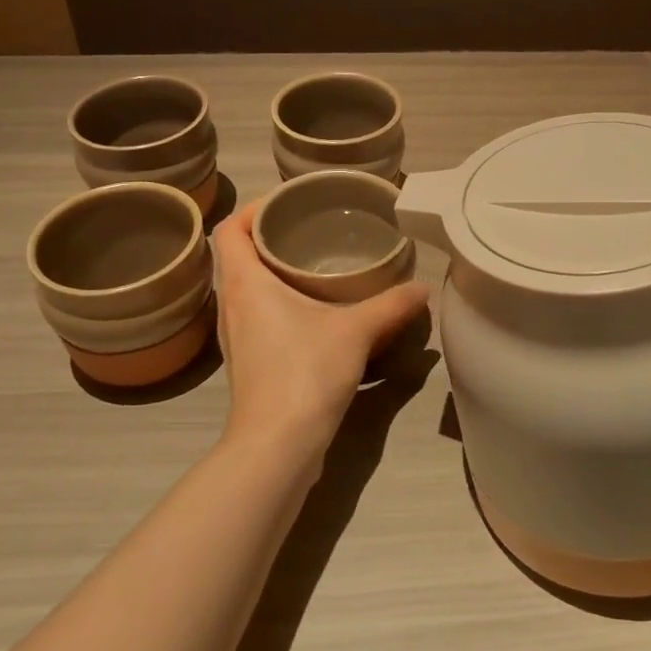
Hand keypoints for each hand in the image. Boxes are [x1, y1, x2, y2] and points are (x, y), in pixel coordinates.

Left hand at [211, 201, 429, 465]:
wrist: (277, 445)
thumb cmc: (305, 372)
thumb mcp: (357, 331)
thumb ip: (392, 305)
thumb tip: (423, 288)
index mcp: (245, 284)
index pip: (228, 229)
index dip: (251, 210)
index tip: (286, 204)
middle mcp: (231, 306)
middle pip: (235, 256)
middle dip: (267, 237)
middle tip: (308, 229)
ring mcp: (235, 337)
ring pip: (244, 288)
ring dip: (270, 271)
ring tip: (311, 264)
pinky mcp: (246, 362)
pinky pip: (254, 315)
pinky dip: (275, 301)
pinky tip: (310, 311)